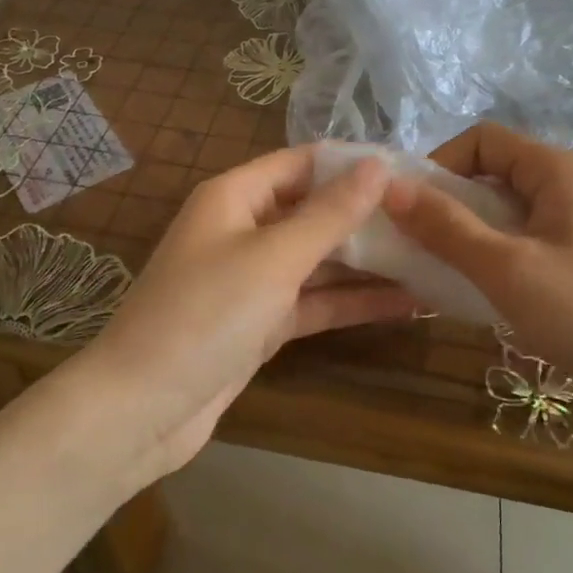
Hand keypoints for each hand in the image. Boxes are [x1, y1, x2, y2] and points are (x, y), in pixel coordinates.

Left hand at [79, 146, 419, 480]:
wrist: (140, 411)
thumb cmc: (204, 314)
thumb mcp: (274, 257)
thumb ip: (330, 213)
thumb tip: (378, 165)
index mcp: (237, 196)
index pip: (304, 162)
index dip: (354, 163)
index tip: (410, 170)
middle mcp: (245, 229)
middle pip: (315, 210)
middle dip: (369, 216)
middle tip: (433, 219)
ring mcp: (254, 279)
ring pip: (320, 260)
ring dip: (369, 262)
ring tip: (433, 258)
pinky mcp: (263, 323)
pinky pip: (315, 301)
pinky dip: (354, 302)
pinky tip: (407, 303)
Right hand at [382, 123, 572, 424]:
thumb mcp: (509, 270)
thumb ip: (447, 227)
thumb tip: (389, 187)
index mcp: (556, 169)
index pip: (481, 140)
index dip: (439, 165)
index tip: (408, 209)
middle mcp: (569, 182)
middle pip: (492, 173)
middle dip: (448, 203)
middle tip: (413, 246)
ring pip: (506, 210)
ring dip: (467, 233)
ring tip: (438, 271)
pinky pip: (525, 239)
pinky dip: (494, 254)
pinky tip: (477, 290)